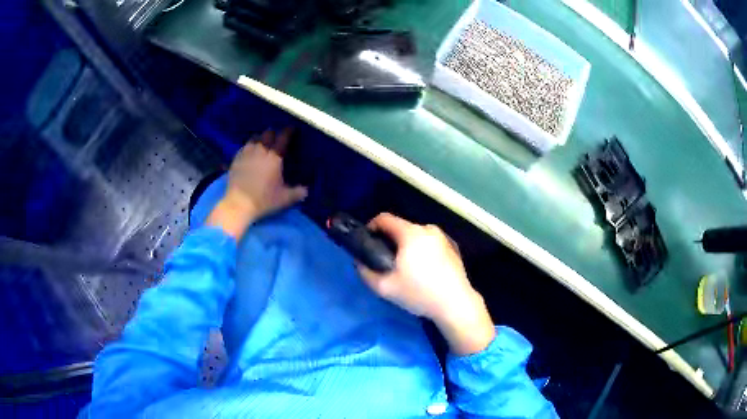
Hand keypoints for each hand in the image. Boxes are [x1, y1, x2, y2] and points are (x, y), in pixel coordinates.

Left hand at [207, 129, 307, 239]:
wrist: (239, 204)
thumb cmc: (263, 200)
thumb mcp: (284, 199)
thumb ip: (297, 193)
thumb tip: (306, 191)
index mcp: (274, 157)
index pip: (283, 137)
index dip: (288, 131)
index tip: (292, 129)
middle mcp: (260, 151)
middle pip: (267, 133)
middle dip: (273, 133)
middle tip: (276, 137)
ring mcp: (246, 153)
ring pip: (254, 138)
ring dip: (260, 138)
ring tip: (262, 143)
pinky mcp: (236, 159)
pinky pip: (243, 147)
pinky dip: (248, 147)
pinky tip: (249, 152)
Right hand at [357, 213, 494, 354]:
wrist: (456, 304)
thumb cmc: (419, 294)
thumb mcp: (385, 288)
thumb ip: (365, 272)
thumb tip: (359, 261)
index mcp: (410, 233)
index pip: (384, 218)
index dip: (371, 227)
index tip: (367, 242)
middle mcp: (428, 229)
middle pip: (401, 227)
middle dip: (390, 240)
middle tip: (384, 260)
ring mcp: (443, 237)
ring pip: (416, 235)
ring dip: (407, 246)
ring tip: (405, 267)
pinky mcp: (453, 247)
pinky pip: (430, 243)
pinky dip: (422, 250)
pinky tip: (424, 271)